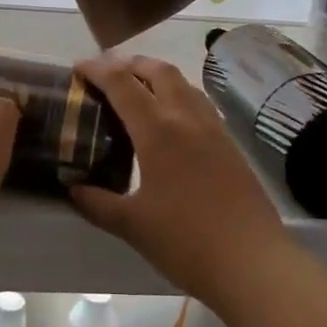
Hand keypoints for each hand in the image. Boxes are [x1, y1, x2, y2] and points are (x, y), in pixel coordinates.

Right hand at [72, 54, 288, 301]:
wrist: (253, 263)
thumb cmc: (186, 242)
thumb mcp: (132, 225)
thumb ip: (98, 203)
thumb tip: (74, 188)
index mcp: (158, 131)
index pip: (122, 84)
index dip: (97, 69)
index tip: (77, 68)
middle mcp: (187, 119)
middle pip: (159, 70)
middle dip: (130, 63)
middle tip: (107, 73)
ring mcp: (214, 130)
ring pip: (184, 84)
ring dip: (157, 76)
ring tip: (138, 90)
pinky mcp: (231, 145)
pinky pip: (200, 104)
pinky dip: (178, 96)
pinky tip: (171, 121)